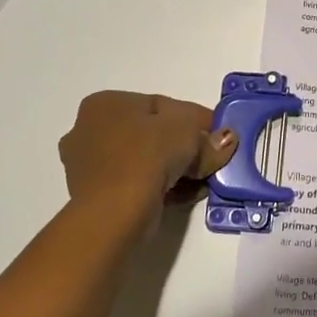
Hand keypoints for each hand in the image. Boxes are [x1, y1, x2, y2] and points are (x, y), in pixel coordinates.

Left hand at [58, 91, 237, 209]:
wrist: (113, 213)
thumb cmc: (145, 156)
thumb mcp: (187, 132)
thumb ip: (208, 134)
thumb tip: (225, 140)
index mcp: (105, 104)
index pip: (161, 105)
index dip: (196, 119)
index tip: (219, 135)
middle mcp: (90, 130)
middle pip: (153, 134)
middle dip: (187, 147)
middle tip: (212, 159)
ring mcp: (91, 166)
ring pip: (147, 161)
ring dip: (178, 169)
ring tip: (203, 180)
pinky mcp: (98, 197)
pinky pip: (139, 184)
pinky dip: (163, 188)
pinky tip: (187, 195)